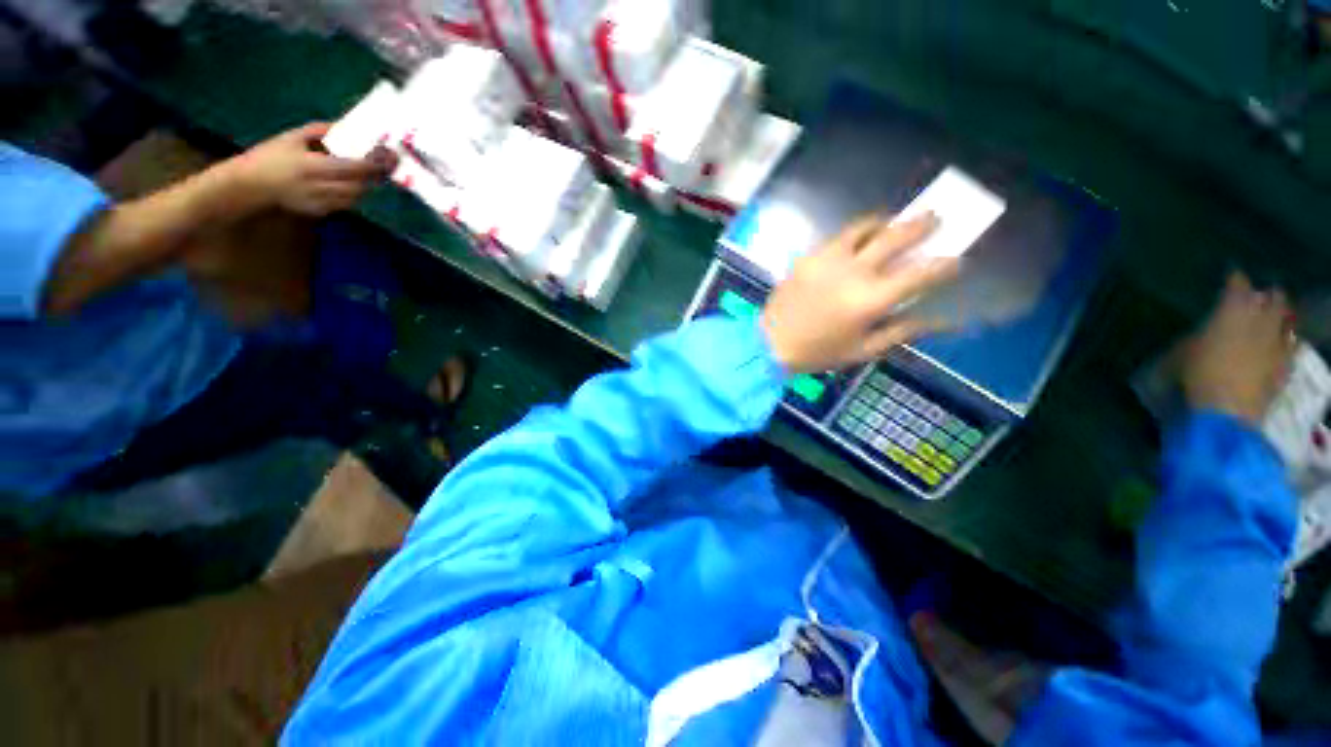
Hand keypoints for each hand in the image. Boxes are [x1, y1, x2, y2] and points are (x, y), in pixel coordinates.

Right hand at [223, 123, 396, 215]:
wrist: (251, 185)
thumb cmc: (269, 157)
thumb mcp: (291, 137)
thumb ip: (319, 131)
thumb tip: (345, 126)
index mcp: (313, 167)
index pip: (355, 168)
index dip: (375, 163)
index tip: (389, 156)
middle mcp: (321, 188)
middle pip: (361, 185)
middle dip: (377, 175)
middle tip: (387, 165)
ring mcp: (322, 203)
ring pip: (356, 197)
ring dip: (367, 185)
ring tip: (373, 173)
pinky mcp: (321, 212)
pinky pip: (346, 204)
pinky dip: (354, 194)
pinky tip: (354, 183)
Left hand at [760, 213, 958, 373]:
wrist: (771, 343)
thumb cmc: (818, 353)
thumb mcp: (864, 350)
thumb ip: (902, 331)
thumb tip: (939, 321)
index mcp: (872, 300)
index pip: (921, 274)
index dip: (945, 265)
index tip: (956, 260)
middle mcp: (854, 272)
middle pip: (896, 237)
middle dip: (922, 225)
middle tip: (936, 217)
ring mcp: (828, 260)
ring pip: (864, 227)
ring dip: (886, 221)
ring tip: (894, 220)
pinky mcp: (808, 257)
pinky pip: (838, 237)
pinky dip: (855, 233)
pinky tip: (858, 238)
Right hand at [1182, 272, 1296, 424]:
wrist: (1227, 410)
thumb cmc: (1198, 375)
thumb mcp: (1181, 354)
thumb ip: (1195, 338)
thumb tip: (1199, 333)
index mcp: (1233, 310)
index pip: (1237, 284)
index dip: (1235, 280)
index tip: (1232, 277)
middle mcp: (1261, 318)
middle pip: (1274, 298)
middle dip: (1269, 296)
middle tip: (1262, 296)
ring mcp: (1278, 342)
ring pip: (1288, 320)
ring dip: (1282, 318)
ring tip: (1276, 319)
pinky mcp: (1287, 364)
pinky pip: (1292, 347)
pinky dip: (1289, 343)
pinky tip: (1284, 345)